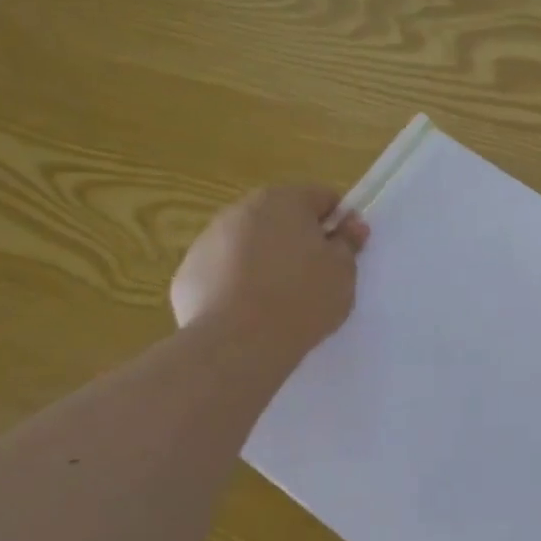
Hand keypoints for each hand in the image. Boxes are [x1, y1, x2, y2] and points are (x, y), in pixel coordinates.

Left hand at [170, 185, 367, 355]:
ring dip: (267, 260)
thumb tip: (351, 223)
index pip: (322, 197)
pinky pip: (224, 272)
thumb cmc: (301, 297)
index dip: (338, 223)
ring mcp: (208, 240)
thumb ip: (348, 242)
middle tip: (316, 277)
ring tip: (281, 300)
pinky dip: (238, 284)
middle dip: (299, 240)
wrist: (237, 342)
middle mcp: (241, 210)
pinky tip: (251, 313)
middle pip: (281, 217)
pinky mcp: (188, 273)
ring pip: (249, 243)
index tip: (344, 252)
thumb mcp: (342, 271)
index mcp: (283, 200)